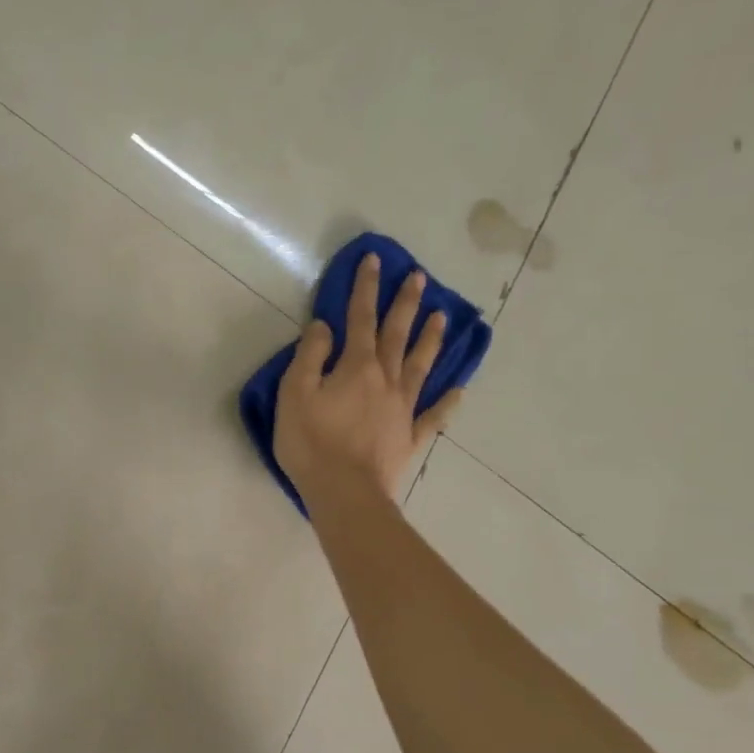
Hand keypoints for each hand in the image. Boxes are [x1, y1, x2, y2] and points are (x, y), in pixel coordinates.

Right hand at [272, 254, 463, 511]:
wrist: (344, 492)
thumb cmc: (311, 443)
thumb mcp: (294, 394)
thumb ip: (309, 357)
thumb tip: (324, 327)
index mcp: (356, 367)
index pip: (360, 319)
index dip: (365, 288)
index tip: (374, 260)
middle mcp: (386, 380)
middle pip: (397, 335)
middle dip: (405, 304)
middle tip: (419, 278)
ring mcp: (403, 409)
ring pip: (421, 366)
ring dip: (431, 340)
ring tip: (442, 317)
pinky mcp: (410, 437)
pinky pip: (434, 415)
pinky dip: (447, 401)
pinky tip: (459, 390)